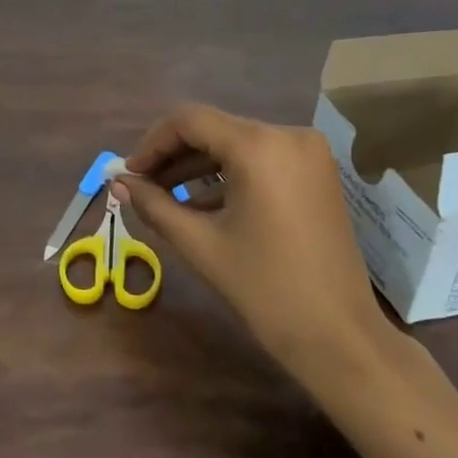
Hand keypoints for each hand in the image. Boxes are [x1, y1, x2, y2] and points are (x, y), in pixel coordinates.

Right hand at [114, 105, 404, 383]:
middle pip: (215, 129)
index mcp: (259, 146)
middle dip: (174, 156)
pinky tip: (204, 206)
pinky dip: (231, 177)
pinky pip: (262, 160)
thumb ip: (155, 205)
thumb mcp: (201, 244)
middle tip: (142, 186)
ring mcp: (309, 153)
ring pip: (238, 145)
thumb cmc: (265, 289)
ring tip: (166, 197)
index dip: (153, 143)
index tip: (130, 174)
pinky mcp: (318, 174)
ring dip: (200, 167)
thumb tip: (118, 183)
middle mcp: (288, 135)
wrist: (339, 336)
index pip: (190, 121)